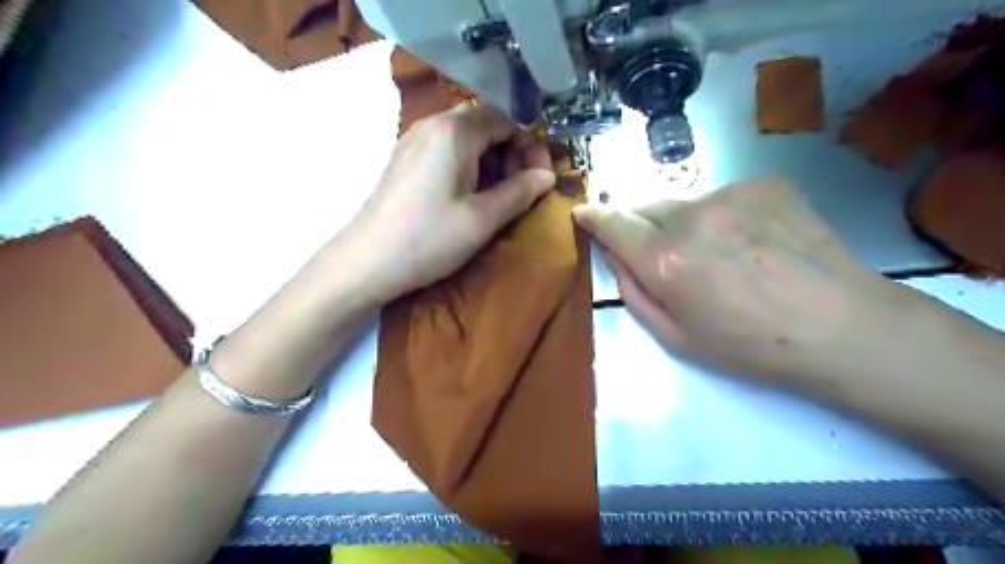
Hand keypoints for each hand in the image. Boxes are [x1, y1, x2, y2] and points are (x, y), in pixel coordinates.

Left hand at [333, 101, 553, 302]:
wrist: (366, 262)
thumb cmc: (429, 239)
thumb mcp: (483, 219)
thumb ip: (520, 192)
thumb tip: (548, 175)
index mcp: (454, 131)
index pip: (506, 119)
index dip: (529, 146)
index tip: (540, 177)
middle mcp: (432, 125)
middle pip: (485, 125)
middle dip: (511, 154)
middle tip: (522, 190)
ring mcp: (414, 141)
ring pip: (466, 139)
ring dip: (490, 162)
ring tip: (499, 197)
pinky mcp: (405, 160)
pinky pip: (446, 152)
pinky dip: (468, 168)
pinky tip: (469, 197)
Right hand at [577, 178, 897, 385]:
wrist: (840, 327)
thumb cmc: (749, 345)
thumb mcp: (675, 337)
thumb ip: (633, 291)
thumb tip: (615, 255)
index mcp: (666, 259)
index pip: (614, 223)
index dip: (594, 217)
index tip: (583, 213)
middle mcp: (692, 216)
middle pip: (646, 207)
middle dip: (641, 226)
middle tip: (664, 254)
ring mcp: (731, 194)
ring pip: (686, 203)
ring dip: (685, 224)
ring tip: (721, 255)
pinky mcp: (765, 183)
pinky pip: (724, 197)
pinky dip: (723, 216)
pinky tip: (753, 242)